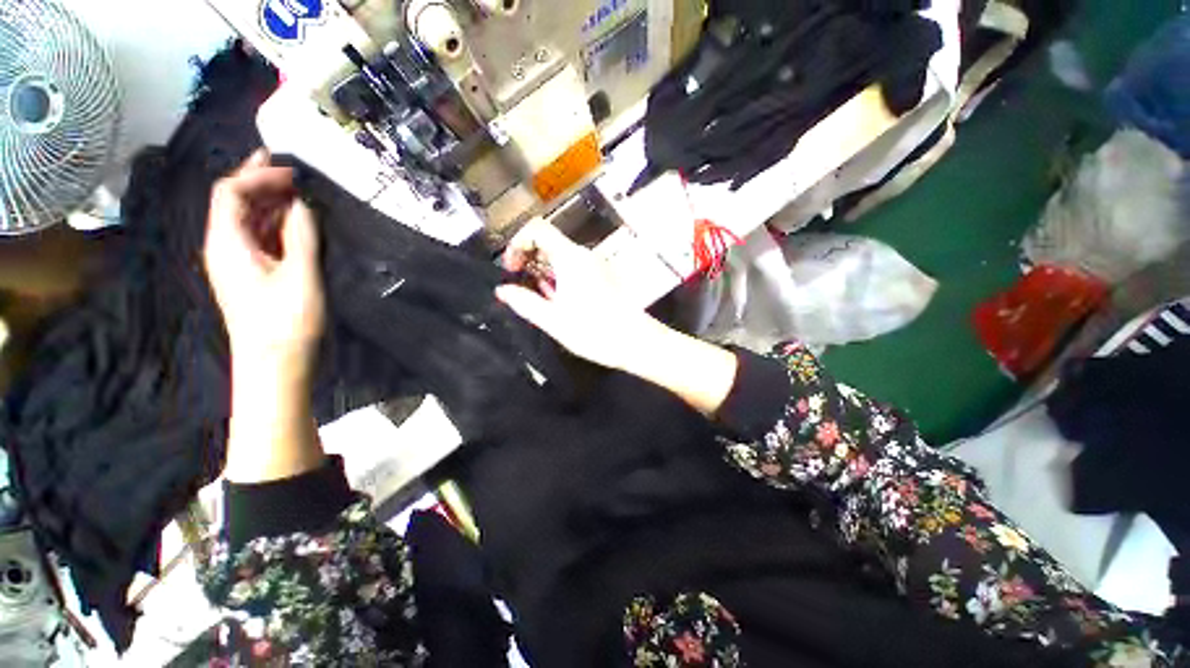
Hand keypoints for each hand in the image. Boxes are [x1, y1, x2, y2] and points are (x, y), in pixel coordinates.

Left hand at [204, 150, 325, 381]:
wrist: (274, 363)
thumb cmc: (285, 321)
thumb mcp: (300, 275)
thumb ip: (300, 235)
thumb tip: (303, 204)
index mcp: (227, 242)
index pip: (229, 191)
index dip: (257, 175)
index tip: (292, 173)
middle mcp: (224, 246)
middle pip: (233, 201)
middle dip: (258, 180)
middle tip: (290, 168)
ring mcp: (236, 261)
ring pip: (246, 219)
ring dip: (269, 201)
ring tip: (297, 190)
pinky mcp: (250, 273)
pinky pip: (257, 237)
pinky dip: (274, 222)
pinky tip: (294, 220)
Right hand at [495, 220, 656, 370]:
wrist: (637, 342)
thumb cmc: (595, 331)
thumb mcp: (553, 320)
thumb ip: (525, 303)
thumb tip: (503, 290)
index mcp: (571, 259)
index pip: (538, 229)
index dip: (518, 243)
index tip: (512, 269)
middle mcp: (585, 256)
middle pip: (549, 242)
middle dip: (529, 260)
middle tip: (523, 287)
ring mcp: (597, 265)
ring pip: (562, 257)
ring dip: (545, 272)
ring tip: (542, 299)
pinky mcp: (604, 277)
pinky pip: (576, 268)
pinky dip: (561, 278)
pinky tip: (561, 302)